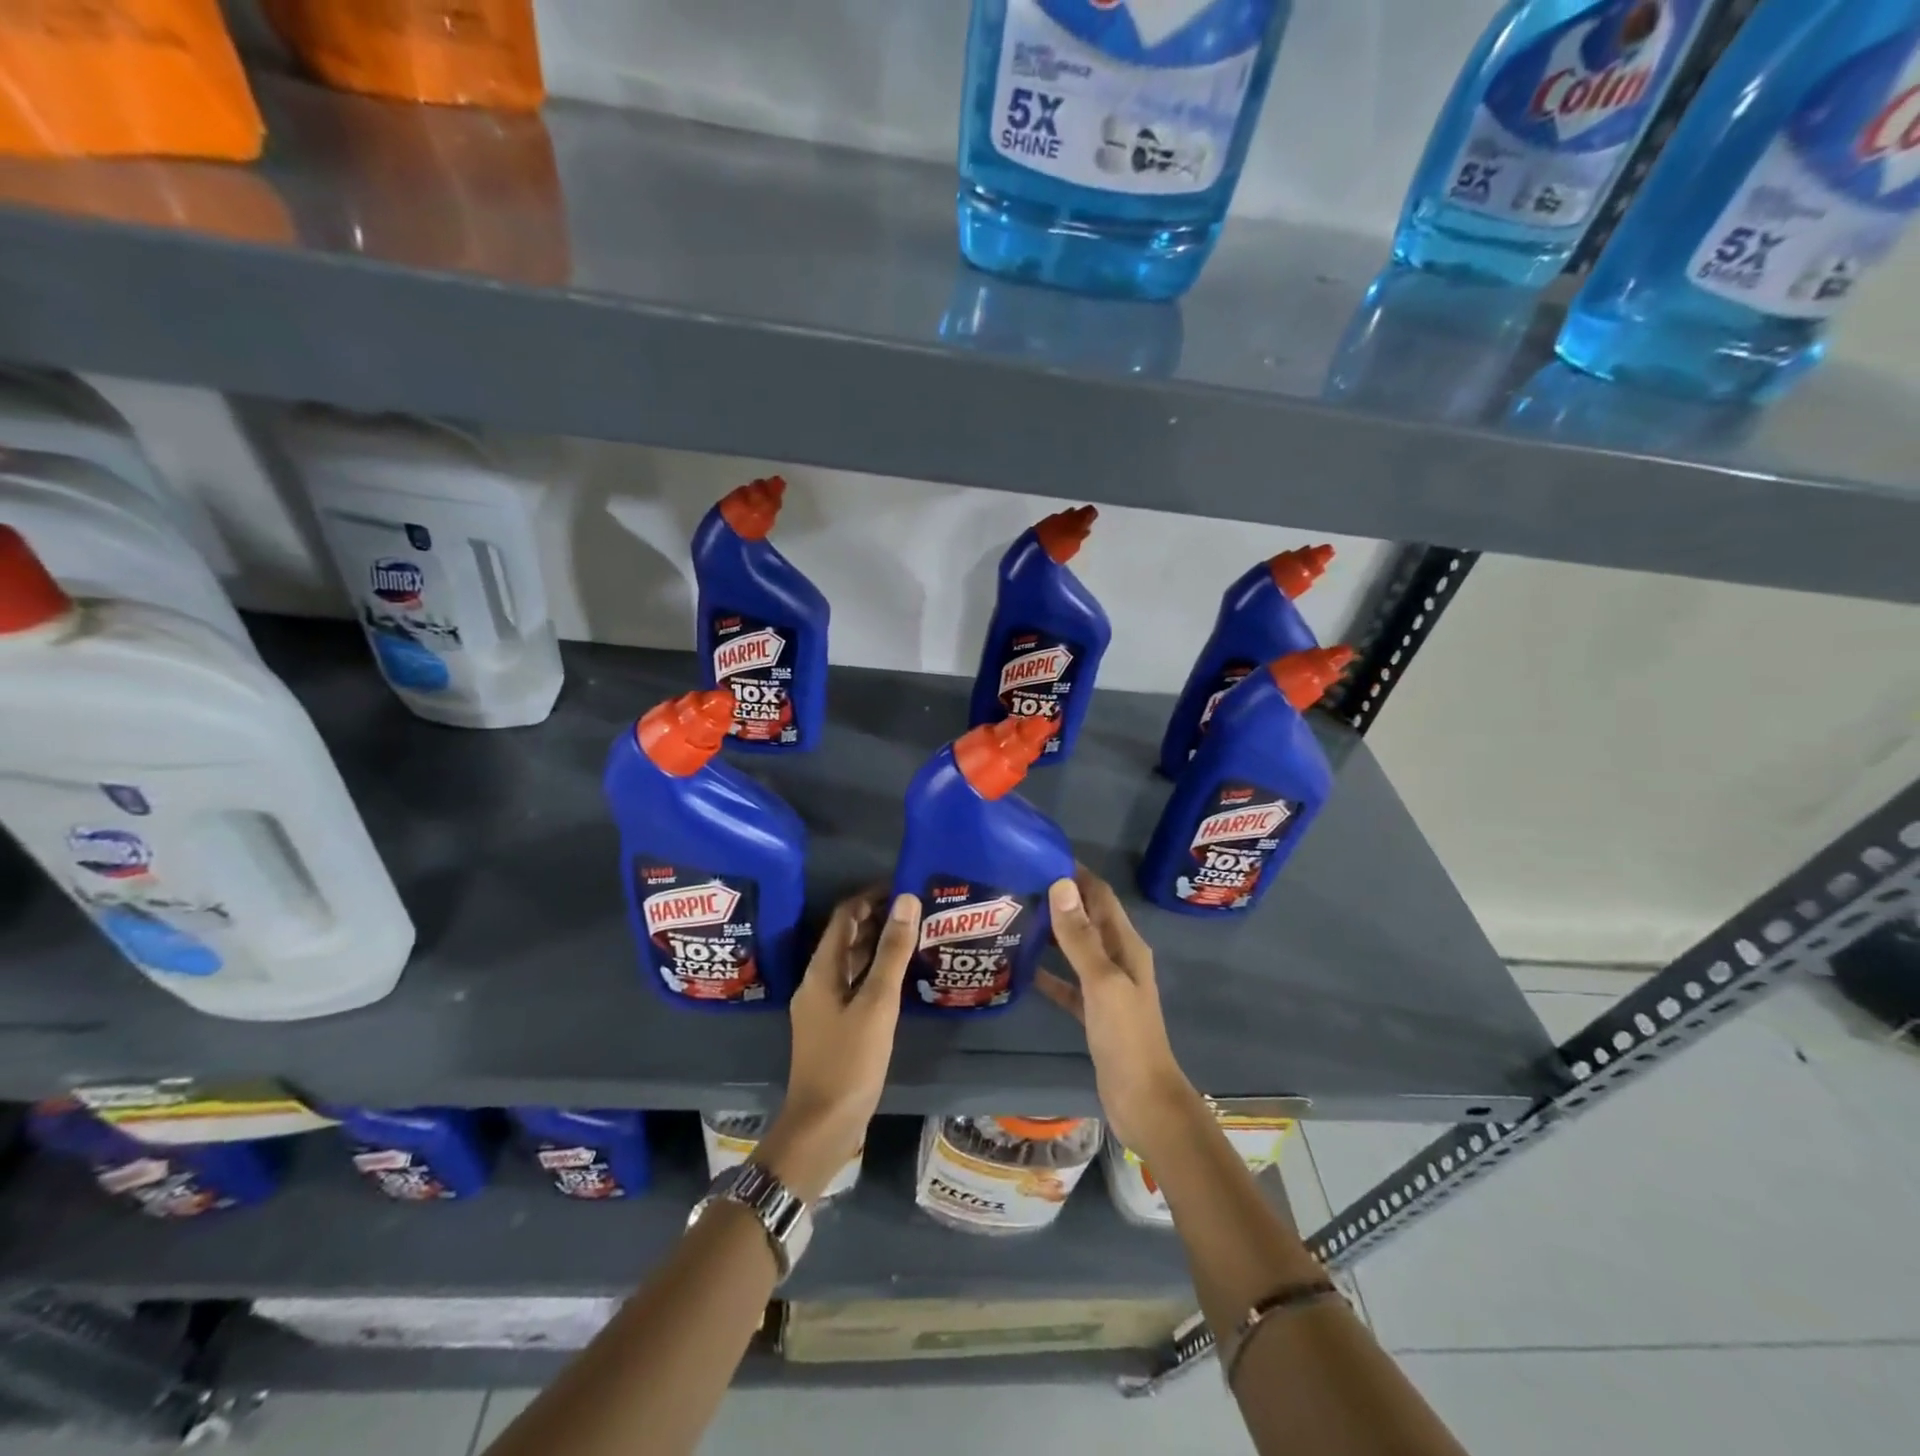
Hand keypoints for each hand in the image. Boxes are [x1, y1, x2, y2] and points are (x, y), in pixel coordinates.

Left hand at [757, 889, 919, 1201]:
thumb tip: (906, 900)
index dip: (871, 896)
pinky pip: (855, 984)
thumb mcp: (877, 1003)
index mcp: (821, 971)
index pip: (845, 916)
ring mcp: (824, 1005)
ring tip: (915, 935)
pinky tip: (900, 977)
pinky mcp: (834, 1025)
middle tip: (917, 910)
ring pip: (852, 962)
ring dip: (878, 944)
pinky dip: (876, 972)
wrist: (823, 1125)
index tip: (904, 887)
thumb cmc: (850, 1061)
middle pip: (846, 937)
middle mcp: (818, 981)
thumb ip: (892, 952)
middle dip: (878, 918)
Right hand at [1037, 867, 1200, 1159]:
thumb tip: (1060, 884)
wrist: (1143, 1100)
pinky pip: (1068, 983)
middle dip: (1060, 899)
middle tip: (1018, 884)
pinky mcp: (1094, 1012)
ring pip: (1076, 949)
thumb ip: (1080, 936)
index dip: (1077, 874)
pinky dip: (1049, 973)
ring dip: (1052, 933)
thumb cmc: (1126, 1037)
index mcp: (1126, 946)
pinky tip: (1022, 969)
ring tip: (1016, 918)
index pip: (1101, 896)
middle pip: (1088, 919)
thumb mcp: (1102, 981)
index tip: (1041, 855)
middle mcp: (1118, 959)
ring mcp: (1106, 987)